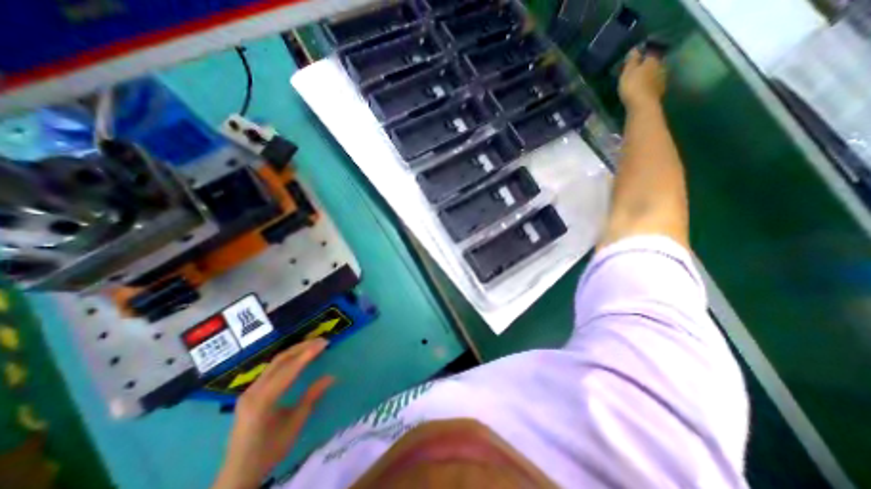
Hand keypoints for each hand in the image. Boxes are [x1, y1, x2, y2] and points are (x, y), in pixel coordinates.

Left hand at [212, 339, 333, 488]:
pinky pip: (271, 370)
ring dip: (295, 351)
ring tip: (313, 345)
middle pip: (279, 361)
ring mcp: (249, 391)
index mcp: (262, 400)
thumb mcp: (294, 424)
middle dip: (302, 348)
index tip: (324, 343)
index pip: (288, 370)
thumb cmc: (269, 450)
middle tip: (321, 340)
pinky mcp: (250, 393)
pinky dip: (287, 360)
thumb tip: (332, 376)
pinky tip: (298, 358)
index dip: (307, 354)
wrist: (238, 473)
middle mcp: (253, 391)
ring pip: (274, 363)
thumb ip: (311, 397)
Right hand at [619, 48, 667, 110]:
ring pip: (655, 74)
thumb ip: (632, 60)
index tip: (634, 59)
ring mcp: (662, 80)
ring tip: (639, 82)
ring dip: (648, 77)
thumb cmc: (633, 86)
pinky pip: (653, 86)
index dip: (642, 55)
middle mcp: (661, 67)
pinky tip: (643, 90)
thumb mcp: (628, 72)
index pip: (649, 53)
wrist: (642, 105)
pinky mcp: (659, 92)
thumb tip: (636, 48)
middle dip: (646, 66)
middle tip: (635, 72)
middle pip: (653, 64)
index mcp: (653, 60)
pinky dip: (648, 86)